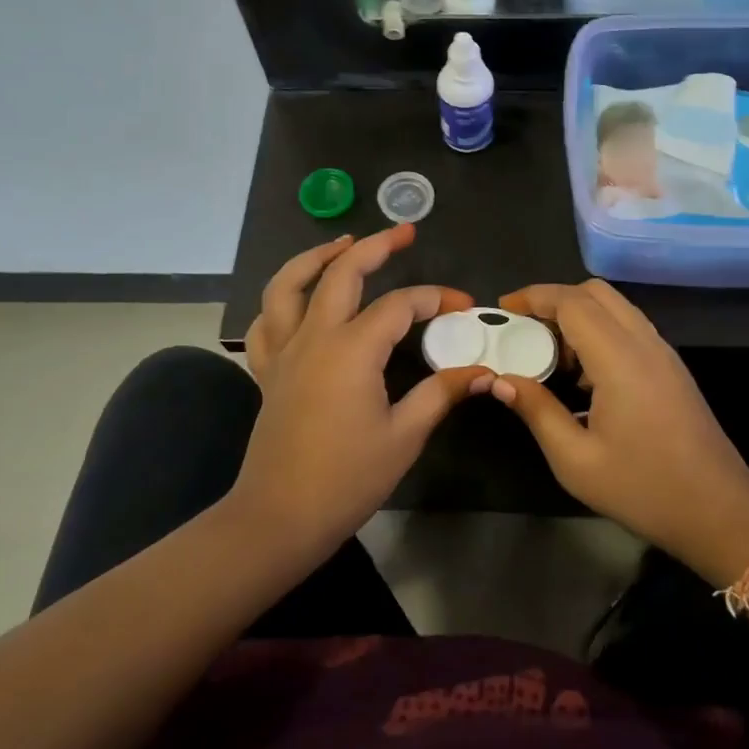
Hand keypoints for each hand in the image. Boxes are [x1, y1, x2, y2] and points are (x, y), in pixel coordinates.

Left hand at [234, 225, 489, 556]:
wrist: (280, 517)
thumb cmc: (347, 478)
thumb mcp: (405, 435)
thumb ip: (442, 393)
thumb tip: (483, 371)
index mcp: (352, 350)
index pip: (400, 305)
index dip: (435, 299)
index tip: (463, 306)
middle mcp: (314, 337)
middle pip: (341, 272)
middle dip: (375, 245)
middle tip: (404, 232)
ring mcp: (284, 352)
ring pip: (288, 285)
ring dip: (316, 257)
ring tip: (342, 243)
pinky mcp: (268, 371)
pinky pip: (266, 323)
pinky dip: (280, 301)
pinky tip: (297, 300)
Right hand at [488, 280, 748, 582]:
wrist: (720, 513)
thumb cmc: (644, 489)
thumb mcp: (576, 460)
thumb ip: (537, 411)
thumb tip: (501, 381)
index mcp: (619, 358)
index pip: (572, 302)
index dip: (533, 297)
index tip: (503, 310)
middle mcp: (644, 343)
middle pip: (596, 292)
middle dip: (554, 300)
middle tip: (525, 331)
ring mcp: (664, 353)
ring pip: (616, 308)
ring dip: (579, 315)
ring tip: (550, 355)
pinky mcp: (672, 368)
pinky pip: (630, 328)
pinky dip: (600, 331)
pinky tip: (584, 376)